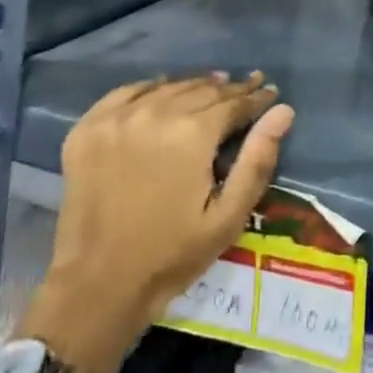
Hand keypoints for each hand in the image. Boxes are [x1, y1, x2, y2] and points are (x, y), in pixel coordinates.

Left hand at [45, 74, 293, 339]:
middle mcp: (155, 112)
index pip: (233, 103)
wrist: (96, 286)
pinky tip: (162, 91)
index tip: (269, 91)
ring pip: (168, 87)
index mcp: (192, 133)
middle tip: (247, 86)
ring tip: (212, 85)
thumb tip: (283, 111)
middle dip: (228, 90)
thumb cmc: (170, 255)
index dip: (255, 98)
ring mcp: (118, 117)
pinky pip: (127, 92)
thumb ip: (257, 161)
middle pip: (202, 90)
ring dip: (193, 86)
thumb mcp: (227, 218)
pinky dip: (151, 88)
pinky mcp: (89, 126)